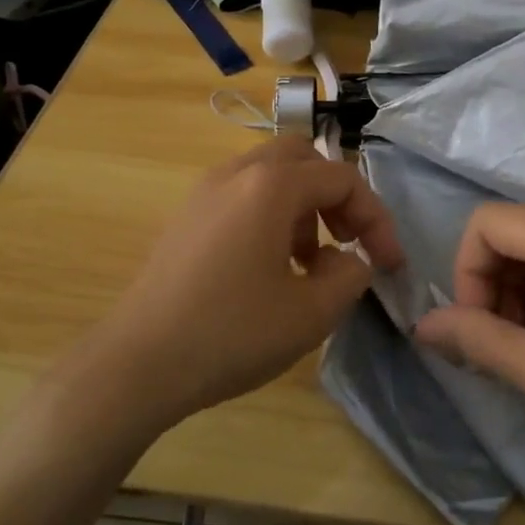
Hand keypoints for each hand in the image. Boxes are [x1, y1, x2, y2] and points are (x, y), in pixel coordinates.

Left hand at [76, 139, 403, 435]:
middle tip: (348, 241)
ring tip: (310, 263)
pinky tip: (269, 269)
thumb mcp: (312, 313)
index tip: (389, 264)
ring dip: (304, 207)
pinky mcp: (186, 217)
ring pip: (272, 176)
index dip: (376, 219)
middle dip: (337, 197)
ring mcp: (205, 192)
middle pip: (305, 159)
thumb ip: (351, 276)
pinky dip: (271, 216)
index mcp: (271, 186)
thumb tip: (352, 260)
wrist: (135, 365)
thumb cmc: (230, 334)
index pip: (343, 179)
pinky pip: (243, 196)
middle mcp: (237, 174)